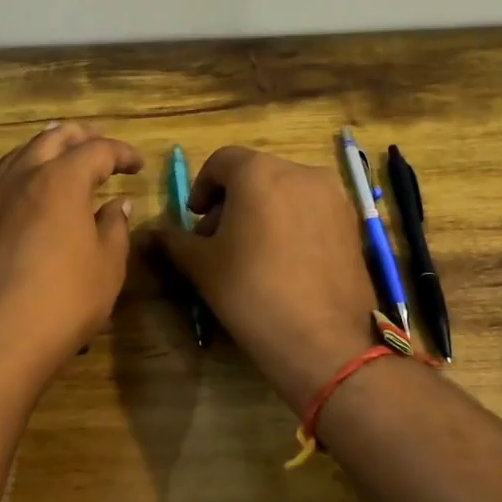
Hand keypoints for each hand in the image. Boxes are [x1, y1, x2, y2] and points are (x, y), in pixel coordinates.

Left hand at [0, 123, 143, 381]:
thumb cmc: (65, 300)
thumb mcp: (108, 265)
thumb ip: (114, 228)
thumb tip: (117, 204)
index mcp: (61, 180)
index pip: (97, 150)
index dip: (121, 153)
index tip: (137, 166)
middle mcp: (21, 178)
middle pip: (51, 139)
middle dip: (79, 136)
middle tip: (99, 145)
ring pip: (16, 157)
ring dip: (42, 150)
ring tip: (58, 157)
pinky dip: (10, 180)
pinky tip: (13, 194)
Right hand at [155, 146, 378, 414]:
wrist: (323, 340)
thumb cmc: (251, 293)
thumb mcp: (202, 266)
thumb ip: (174, 240)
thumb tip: (149, 233)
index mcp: (259, 171)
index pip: (222, 161)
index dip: (202, 187)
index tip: (195, 219)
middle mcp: (300, 171)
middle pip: (256, 173)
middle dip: (232, 200)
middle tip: (218, 240)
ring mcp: (333, 195)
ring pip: (286, 190)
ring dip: (262, 209)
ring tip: (251, 252)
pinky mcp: (352, 221)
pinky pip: (311, 209)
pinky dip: (291, 221)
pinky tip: (284, 260)